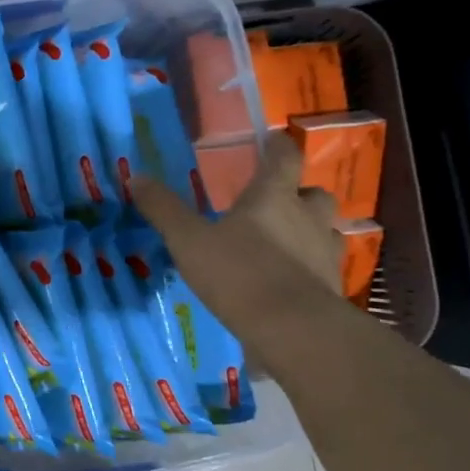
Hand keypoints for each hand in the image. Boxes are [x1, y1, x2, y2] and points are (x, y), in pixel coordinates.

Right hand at [136, 134, 345, 339]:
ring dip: (311, 230)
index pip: (284, 157)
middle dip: (300, 194)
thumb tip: (136, 177)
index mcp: (273, 197)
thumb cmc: (239, 274)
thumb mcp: (189, 241)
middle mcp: (307, 217)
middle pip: (315, 193)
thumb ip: (164, 209)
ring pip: (327, 230)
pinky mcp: (334, 286)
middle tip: (279, 202)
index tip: (272, 141)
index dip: (278, 146)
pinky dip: (312, 268)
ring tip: (288, 243)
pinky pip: (326, 267)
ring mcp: (326, 252)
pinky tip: (293, 282)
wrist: (293, 329)